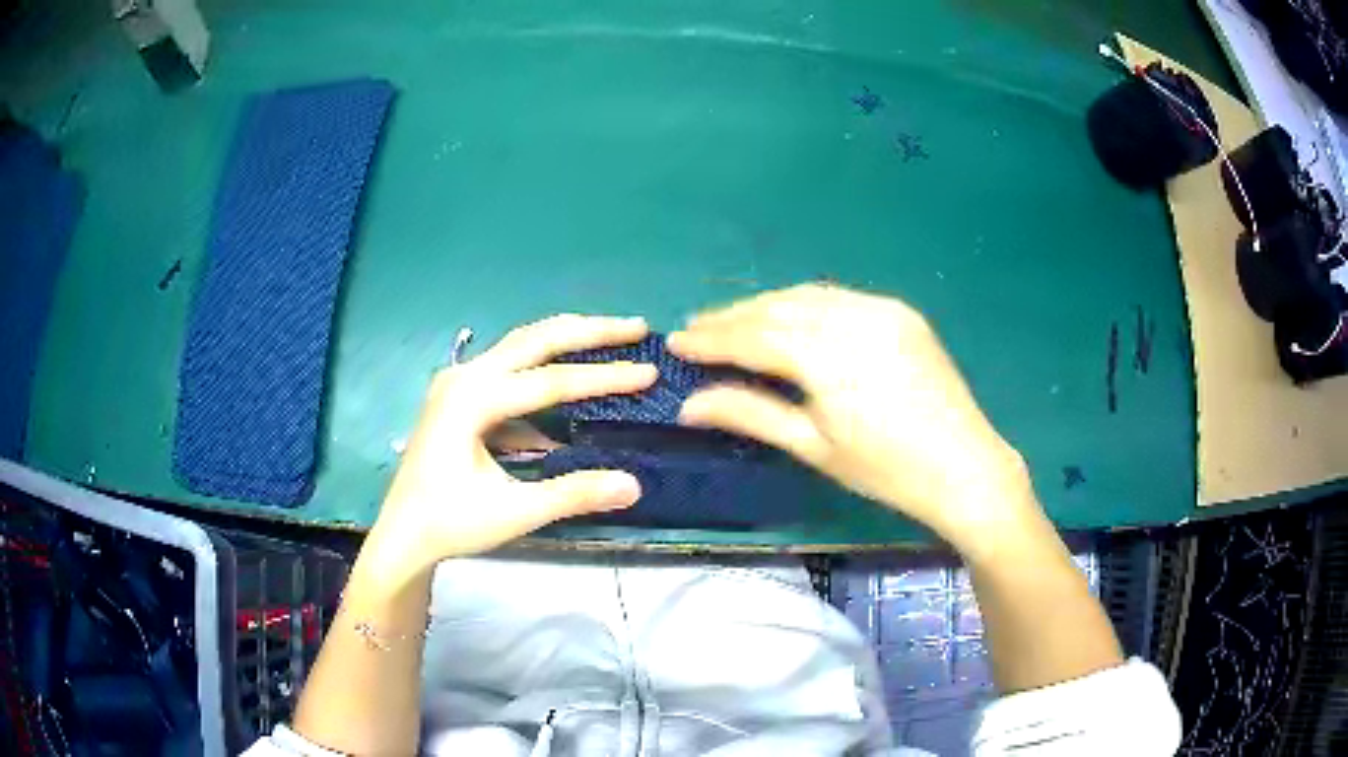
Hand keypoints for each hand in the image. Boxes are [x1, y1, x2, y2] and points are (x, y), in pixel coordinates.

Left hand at [368, 315, 656, 577]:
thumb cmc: (450, 523)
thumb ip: (572, 494)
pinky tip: (570, 383)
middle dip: (588, 331)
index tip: (650, 372)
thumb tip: (634, 484)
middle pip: (535, 340)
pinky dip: (544, 368)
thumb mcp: (514, 512)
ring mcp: (458, 382)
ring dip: (567, 340)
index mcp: (472, 399)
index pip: (550, 381)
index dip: (604, 378)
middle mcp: (464, 377)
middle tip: (636, 327)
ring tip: (611, 336)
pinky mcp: (460, 395)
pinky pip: (509, 369)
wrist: (402, 534)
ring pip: (521, 347)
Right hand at [668, 283, 1037, 551]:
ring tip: (733, 323)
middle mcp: (852, 317)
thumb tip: (688, 404)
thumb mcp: (813, 446)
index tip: (675, 342)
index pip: (753, 336)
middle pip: (776, 308)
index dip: (711, 339)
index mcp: (828, 356)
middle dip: (732, 317)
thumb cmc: (885, 470)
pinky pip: (839, 299)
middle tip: (696, 329)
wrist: (965, 467)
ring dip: (765, 306)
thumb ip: (749, 413)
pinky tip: (788, 319)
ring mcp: (880, 309)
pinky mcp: (899, 312)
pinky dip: (804, 305)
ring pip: (806, 296)